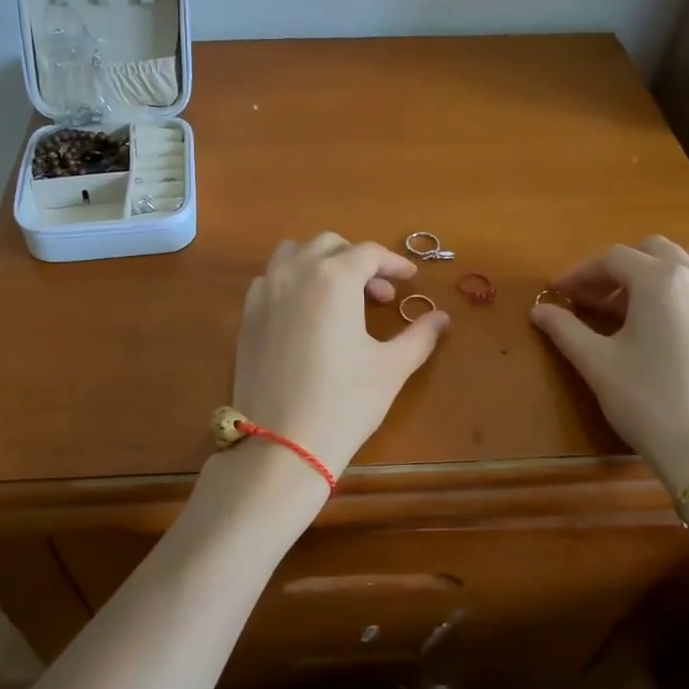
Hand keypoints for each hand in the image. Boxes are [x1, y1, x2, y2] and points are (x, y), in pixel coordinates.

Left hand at [224, 233, 450, 491]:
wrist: (282, 443)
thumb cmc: (345, 402)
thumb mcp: (391, 367)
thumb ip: (420, 335)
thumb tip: (442, 318)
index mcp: (333, 277)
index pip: (369, 253)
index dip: (394, 263)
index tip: (409, 279)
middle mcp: (295, 273)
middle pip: (330, 245)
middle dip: (358, 261)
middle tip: (379, 295)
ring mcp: (265, 292)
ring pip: (294, 253)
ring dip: (321, 262)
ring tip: (340, 295)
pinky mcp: (247, 315)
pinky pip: (271, 278)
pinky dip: (293, 280)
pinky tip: (307, 312)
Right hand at [530, 236, 688, 490]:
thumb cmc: (649, 401)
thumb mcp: (597, 364)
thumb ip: (565, 329)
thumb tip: (538, 310)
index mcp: (660, 280)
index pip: (612, 259)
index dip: (580, 273)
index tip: (558, 293)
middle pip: (651, 251)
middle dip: (618, 269)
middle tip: (592, 301)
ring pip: (687, 261)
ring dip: (655, 272)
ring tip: (633, 305)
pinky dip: (682, 289)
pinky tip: (666, 326)